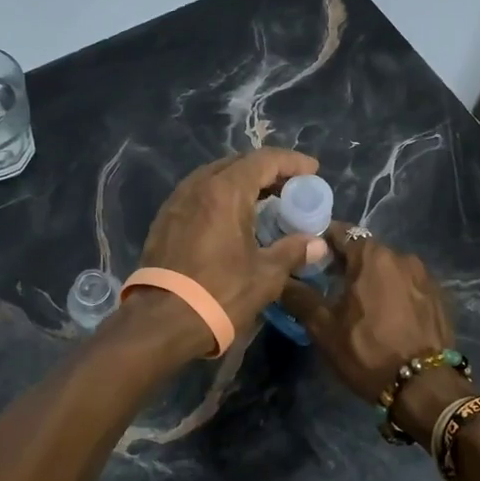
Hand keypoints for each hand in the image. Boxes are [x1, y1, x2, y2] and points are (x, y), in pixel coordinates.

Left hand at [135, 148, 327, 350]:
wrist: (162, 320)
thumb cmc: (220, 292)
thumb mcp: (265, 275)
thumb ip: (293, 251)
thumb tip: (318, 244)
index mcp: (225, 191)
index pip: (264, 160)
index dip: (291, 162)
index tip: (312, 170)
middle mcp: (198, 186)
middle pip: (238, 163)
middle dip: (267, 170)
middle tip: (291, 187)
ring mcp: (177, 201)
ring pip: (215, 177)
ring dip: (242, 182)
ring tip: (265, 201)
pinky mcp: (164, 219)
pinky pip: (199, 194)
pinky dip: (221, 197)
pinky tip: (233, 218)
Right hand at [280, 225, 461, 443]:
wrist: (425, 387)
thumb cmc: (368, 351)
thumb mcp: (325, 329)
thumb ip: (301, 298)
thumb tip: (282, 280)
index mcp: (372, 257)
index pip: (341, 233)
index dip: (321, 241)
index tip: (308, 255)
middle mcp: (402, 257)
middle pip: (366, 250)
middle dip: (346, 262)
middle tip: (328, 282)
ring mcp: (425, 277)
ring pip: (389, 268)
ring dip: (372, 278)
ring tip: (357, 302)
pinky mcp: (440, 297)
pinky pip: (408, 285)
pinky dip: (393, 292)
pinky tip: (386, 315)